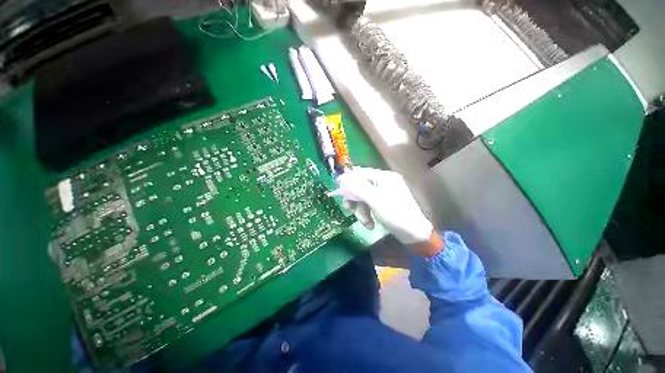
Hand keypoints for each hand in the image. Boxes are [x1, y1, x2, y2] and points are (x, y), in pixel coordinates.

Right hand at [329, 167, 437, 248]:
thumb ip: (357, 188)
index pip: (360, 172)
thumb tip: (341, 178)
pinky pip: (369, 203)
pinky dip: (367, 213)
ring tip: (366, 222)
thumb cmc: (395, 215)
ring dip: (360, 210)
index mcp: (383, 176)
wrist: (414, 234)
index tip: (337, 191)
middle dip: (355, 200)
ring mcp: (384, 192)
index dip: (347, 181)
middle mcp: (383, 181)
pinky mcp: (383, 202)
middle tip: (350, 209)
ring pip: (363, 197)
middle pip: (360, 186)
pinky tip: (370, 224)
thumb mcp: (374, 200)